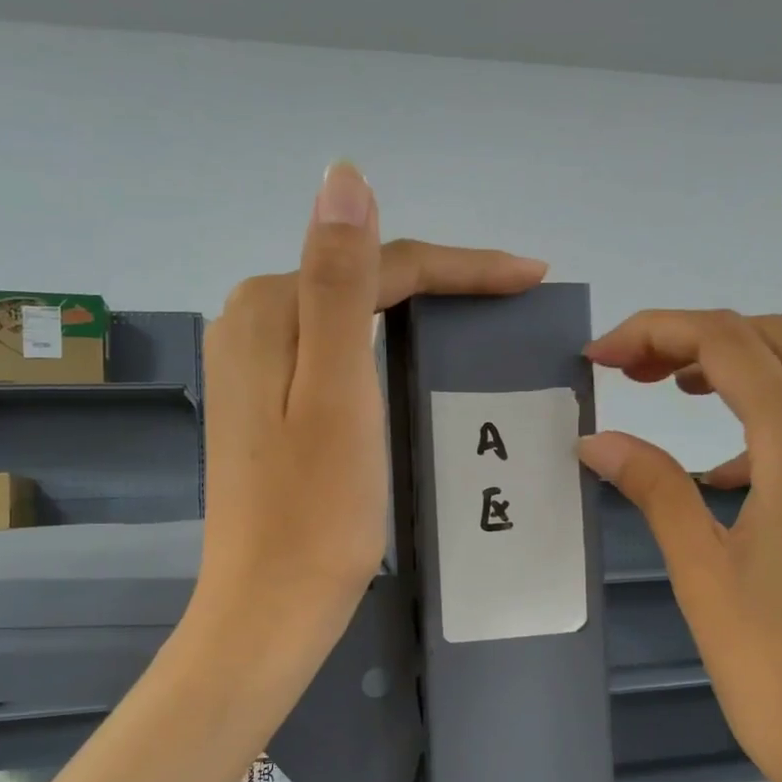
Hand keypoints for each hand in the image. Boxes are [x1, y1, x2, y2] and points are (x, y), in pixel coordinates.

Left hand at [195, 162, 546, 655]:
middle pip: (362, 281)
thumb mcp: (338, 391)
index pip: (379, 264)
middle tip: (514, 293)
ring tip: (482, 316)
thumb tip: (343, 175)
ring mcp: (255, 365)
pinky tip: (415, 354)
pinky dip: (385, 344)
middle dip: (442, 281)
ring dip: (416, 308)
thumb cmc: (317, 511)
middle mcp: (252, 323)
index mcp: (270, 310)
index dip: (460, 264)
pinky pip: (337, 350)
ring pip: (351, 313)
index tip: (530, 276)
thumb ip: (338, 281)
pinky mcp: (268, 403)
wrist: (271, 606)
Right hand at [579, 311, 781, 781]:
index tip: (600, 357)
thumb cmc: (771, 665)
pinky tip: (727, 470)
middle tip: (632, 372)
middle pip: (773, 341)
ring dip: (737, 366)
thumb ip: (652, 486)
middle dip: (694, 339)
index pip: (728, 344)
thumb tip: (596, 440)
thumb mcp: (700, 569)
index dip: (656, 333)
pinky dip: (769, 413)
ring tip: (675, 397)